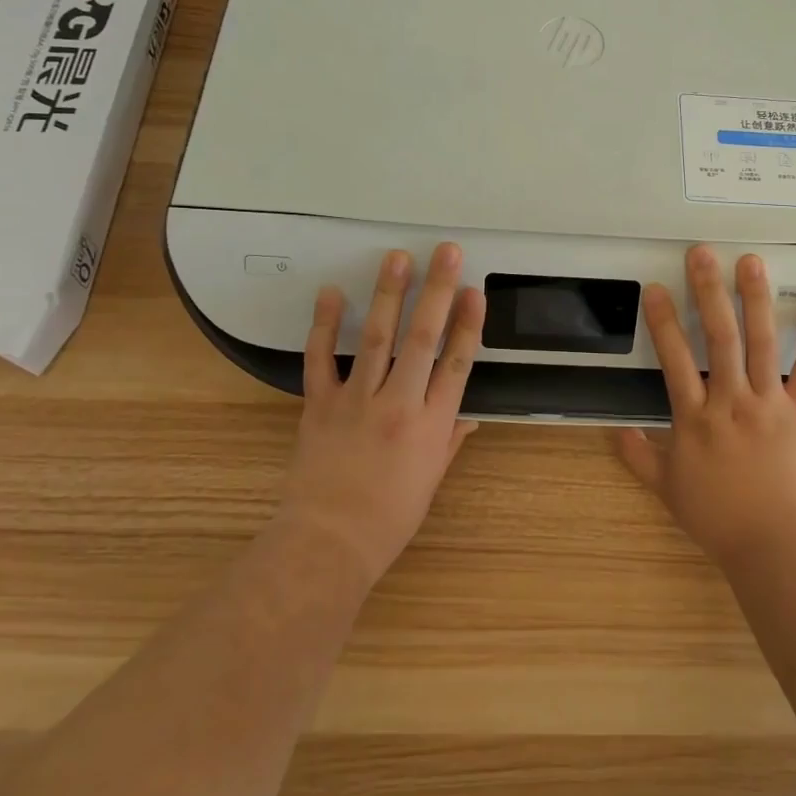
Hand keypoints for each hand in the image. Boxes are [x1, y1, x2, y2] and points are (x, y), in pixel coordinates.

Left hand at [279, 243, 485, 584]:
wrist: (328, 543)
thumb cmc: (388, 519)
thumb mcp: (431, 481)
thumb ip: (449, 441)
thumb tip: (468, 416)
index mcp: (432, 425)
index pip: (457, 363)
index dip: (468, 324)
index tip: (475, 291)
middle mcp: (399, 403)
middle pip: (423, 338)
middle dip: (437, 291)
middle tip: (446, 253)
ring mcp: (357, 401)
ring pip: (376, 338)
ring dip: (389, 294)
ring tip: (397, 258)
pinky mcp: (320, 404)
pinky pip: (320, 359)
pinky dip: (324, 325)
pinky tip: (330, 293)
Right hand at [616, 244, 795, 567]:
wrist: (775, 544)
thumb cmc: (718, 517)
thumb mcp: (668, 488)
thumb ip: (638, 457)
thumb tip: (613, 431)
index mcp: (695, 418)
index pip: (674, 359)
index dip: (662, 322)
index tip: (655, 288)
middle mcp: (731, 400)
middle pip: (719, 338)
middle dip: (708, 292)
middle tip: (702, 254)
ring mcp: (769, 403)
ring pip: (762, 344)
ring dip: (756, 299)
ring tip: (750, 262)